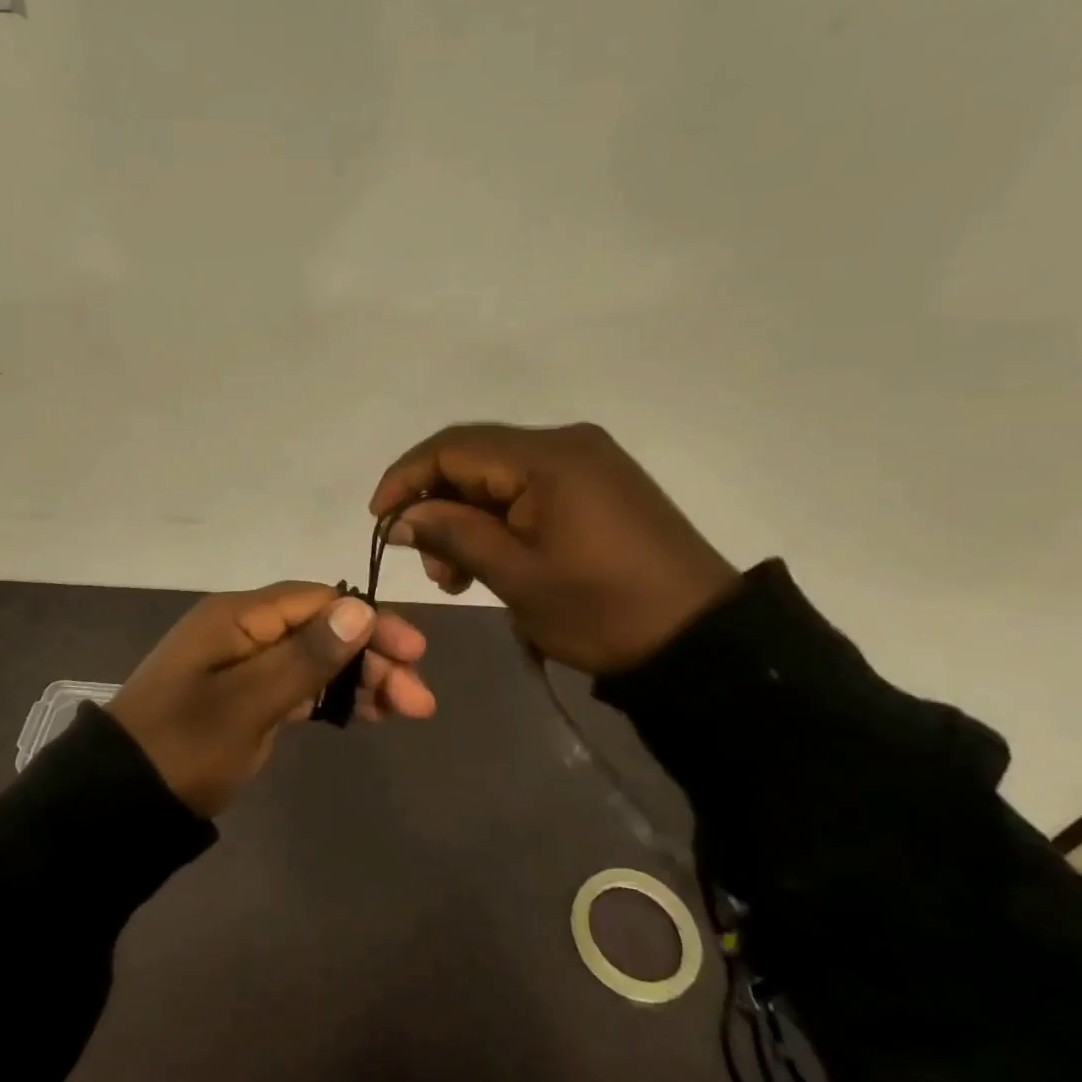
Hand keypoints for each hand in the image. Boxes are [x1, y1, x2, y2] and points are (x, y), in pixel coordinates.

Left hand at [108, 582, 434, 816]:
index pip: (319, 600)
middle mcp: (244, 631)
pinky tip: (367, 715)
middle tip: (418, 699)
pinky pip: (299, 686)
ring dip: (360, 680)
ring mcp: (244, 665)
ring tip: (405, 711)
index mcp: (238, 617)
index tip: (414, 652)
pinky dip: (333, 698)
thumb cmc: (184, 746)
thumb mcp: (248, 703)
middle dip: (372, 658)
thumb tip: (360, 609)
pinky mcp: (246, 698)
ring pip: (315, 659)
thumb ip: (305, 657)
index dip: (369, 621)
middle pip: (322, 630)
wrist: (121, 803)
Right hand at [370, 422, 738, 674]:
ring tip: (458, 574)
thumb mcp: (516, 576)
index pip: (452, 448)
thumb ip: (451, 535)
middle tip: (429, 564)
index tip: (378, 521)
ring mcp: (587, 461)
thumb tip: (400, 518)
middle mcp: (566, 442)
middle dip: (436, 504)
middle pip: (474, 458)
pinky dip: (499, 518)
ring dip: (466, 516)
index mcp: (546, 457)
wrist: (703, 639)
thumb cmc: (602, 609)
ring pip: (499, 475)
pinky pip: (529, 488)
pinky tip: (493, 559)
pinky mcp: (598, 484)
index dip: (405, 478)